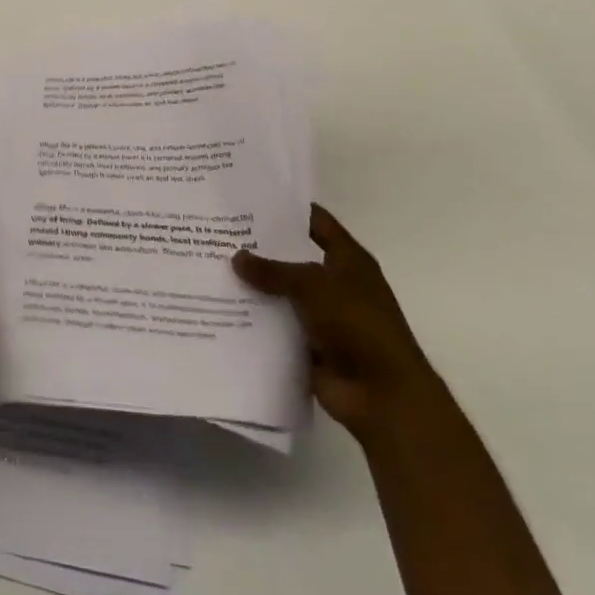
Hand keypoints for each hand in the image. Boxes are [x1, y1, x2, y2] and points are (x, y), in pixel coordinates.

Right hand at [233, 204, 440, 440]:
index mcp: (348, 260)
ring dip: (255, 286)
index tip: (249, 198)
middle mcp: (336, 283)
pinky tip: (222, 306)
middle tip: (218, 231)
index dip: (287, 209)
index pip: (315, 222)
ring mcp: (322, 316)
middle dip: (260, 248)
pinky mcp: (309, 345)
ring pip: (281, 293)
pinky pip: (276, 325)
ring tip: (211, 266)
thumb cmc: (358, 325)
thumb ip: (273, 270)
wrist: (383, 396)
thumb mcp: (313, 286)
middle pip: (293, 257)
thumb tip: (236, 257)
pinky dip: (255, 319)